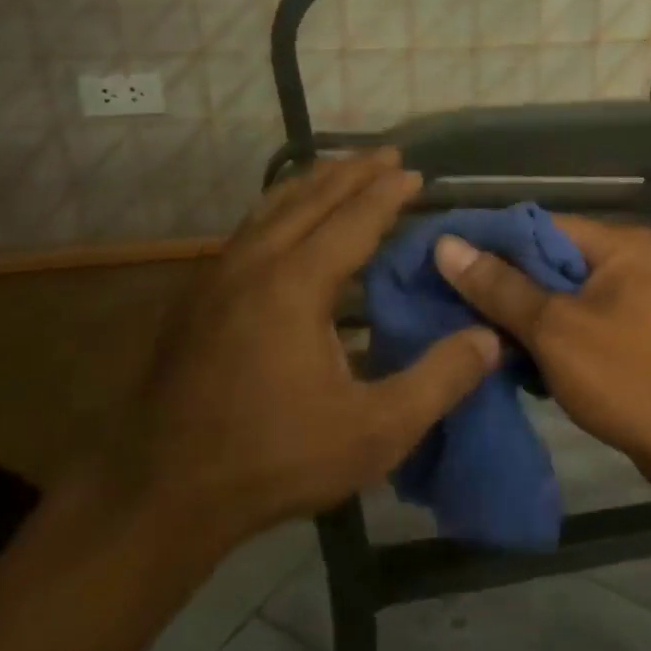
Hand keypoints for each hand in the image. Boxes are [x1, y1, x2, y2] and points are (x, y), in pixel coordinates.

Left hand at [128, 150, 499, 559]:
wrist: (161, 495)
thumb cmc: (275, 459)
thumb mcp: (375, 430)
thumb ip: (439, 381)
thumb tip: (490, 337)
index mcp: (295, 285)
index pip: (353, 219)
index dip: (387, 194)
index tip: (416, 174)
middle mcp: (253, 265)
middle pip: (309, 198)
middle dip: (351, 171)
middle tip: (388, 155)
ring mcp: (216, 279)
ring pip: (270, 209)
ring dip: (313, 183)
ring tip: (343, 169)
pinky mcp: (197, 300)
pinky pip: (249, 231)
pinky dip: (281, 209)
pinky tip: (289, 223)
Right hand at [434, 216, 650, 489]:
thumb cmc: (627, 378)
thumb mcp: (555, 329)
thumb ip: (500, 286)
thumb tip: (446, 245)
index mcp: (622, 244)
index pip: (541, 226)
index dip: (490, 242)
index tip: (444, 262)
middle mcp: (633, 262)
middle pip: (552, 261)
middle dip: (505, 284)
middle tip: (452, 302)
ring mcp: (638, 299)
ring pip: (563, 295)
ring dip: (524, 314)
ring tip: (476, 331)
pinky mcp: (636, 334)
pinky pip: (581, 321)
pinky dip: (550, 335)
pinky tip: (516, 356)